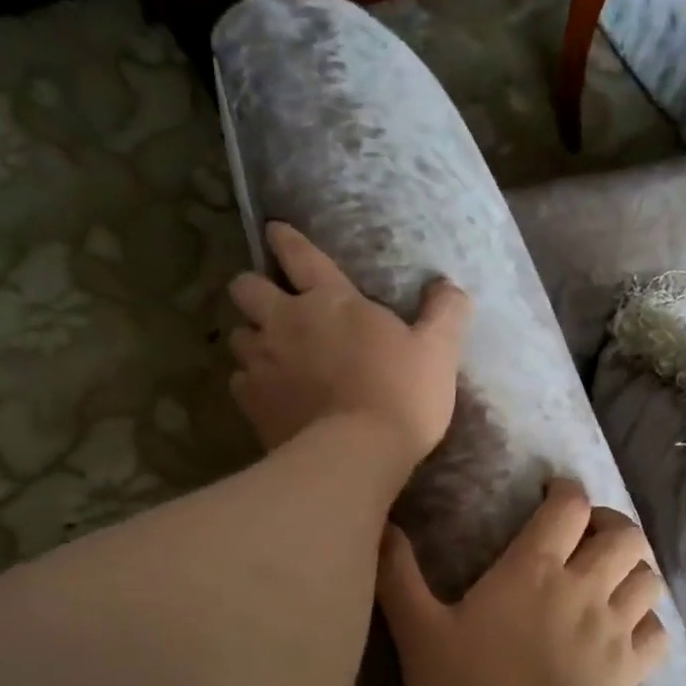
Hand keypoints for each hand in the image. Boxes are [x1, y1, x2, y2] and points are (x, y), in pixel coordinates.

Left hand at [229, 223, 470, 473]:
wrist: (358, 454)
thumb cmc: (402, 395)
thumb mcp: (439, 351)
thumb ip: (445, 313)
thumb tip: (448, 286)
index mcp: (330, 300)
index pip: (300, 254)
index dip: (285, 240)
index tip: (275, 231)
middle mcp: (286, 322)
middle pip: (246, 288)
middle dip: (252, 289)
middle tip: (269, 304)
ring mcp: (263, 363)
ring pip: (237, 336)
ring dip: (251, 339)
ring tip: (268, 353)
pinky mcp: (252, 403)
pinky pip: (239, 382)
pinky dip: (250, 384)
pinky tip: (267, 395)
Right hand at [376, 479, 668, 685]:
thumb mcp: (417, 633)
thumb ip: (398, 576)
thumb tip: (383, 526)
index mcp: (533, 570)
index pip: (568, 507)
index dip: (566, 490)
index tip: (553, 493)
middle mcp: (583, 588)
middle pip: (624, 535)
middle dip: (610, 524)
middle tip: (587, 535)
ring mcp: (614, 630)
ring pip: (648, 578)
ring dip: (634, 570)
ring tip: (611, 578)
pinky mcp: (631, 670)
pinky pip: (658, 632)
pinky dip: (648, 623)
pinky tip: (628, 630)